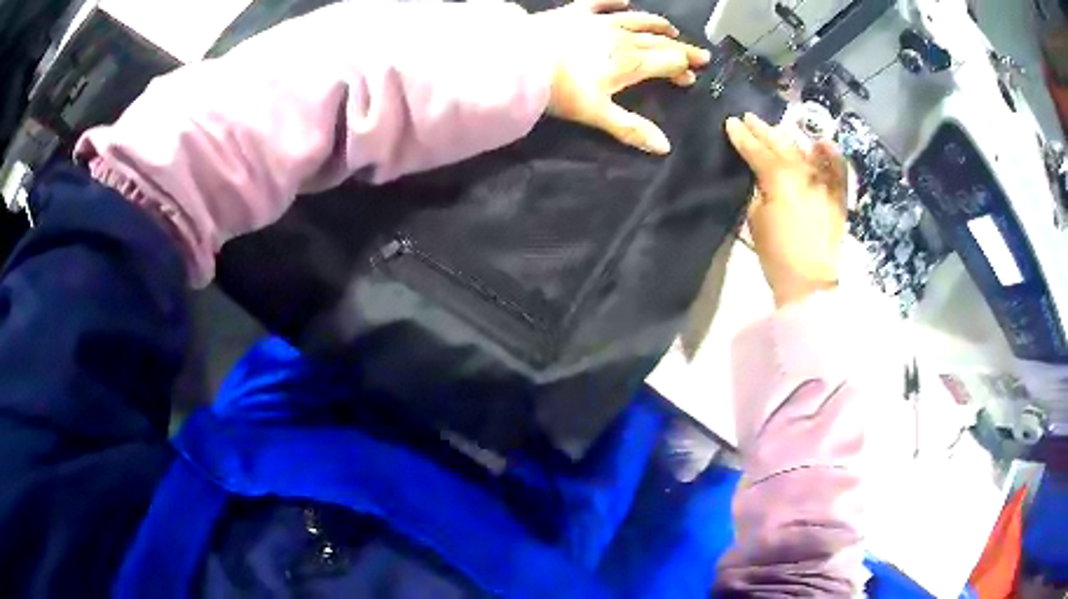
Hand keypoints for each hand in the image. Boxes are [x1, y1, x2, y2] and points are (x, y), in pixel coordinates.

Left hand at [537, 0, 710, 154]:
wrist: (520, 61)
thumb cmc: (561, 90)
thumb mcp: (597, 114)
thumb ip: (631, 128)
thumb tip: (664, 147)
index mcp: (631, 62)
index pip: (668, 62)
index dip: (682, 69)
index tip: (691, 77)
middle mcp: (622, 38)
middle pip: (659, 42)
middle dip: (680, 50)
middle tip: (698, 55)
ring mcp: (599, 22)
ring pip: (637, 20)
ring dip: (656, 25)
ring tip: (670, 29)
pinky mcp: (575, 13)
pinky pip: (600, 2)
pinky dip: (614, 1)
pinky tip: (624, 0)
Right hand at [725, 113, 847, 307]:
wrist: (811, 281)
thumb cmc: (777, 254)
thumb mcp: (755, 220)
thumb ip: (757, 191)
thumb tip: (759, 178)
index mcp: (778, 177)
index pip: (756, 150)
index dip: (742, 136)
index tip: (730, 123)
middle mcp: (803, 172)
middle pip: (780, 144)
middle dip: (763, 130)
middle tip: (749, 118)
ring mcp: (823, 182)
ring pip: (804, 151)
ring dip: (788, 139)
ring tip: (776, 130)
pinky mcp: (837, 196)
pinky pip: (837, 169)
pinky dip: (831, 155)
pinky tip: (823, 143)